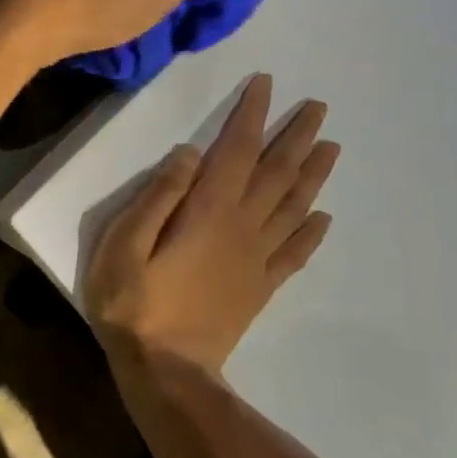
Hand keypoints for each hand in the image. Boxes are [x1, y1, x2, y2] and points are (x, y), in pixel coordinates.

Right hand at [85, 74, 337, 374]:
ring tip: (332, 147)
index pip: (237, 150)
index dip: (253, 115)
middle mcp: (242, 227)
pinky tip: (323, 219)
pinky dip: (311, 233)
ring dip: (313, 175)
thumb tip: (190, 153)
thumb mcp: (124, 245)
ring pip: (293, 207)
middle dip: (297, 136)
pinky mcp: (259, 288)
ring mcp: (256, 260)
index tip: (267, 85)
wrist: (166, 372)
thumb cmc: (134, 305)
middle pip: (277, 173)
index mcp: (209, 211)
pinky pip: (294, 254)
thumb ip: (157, 196)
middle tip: (319, 108)